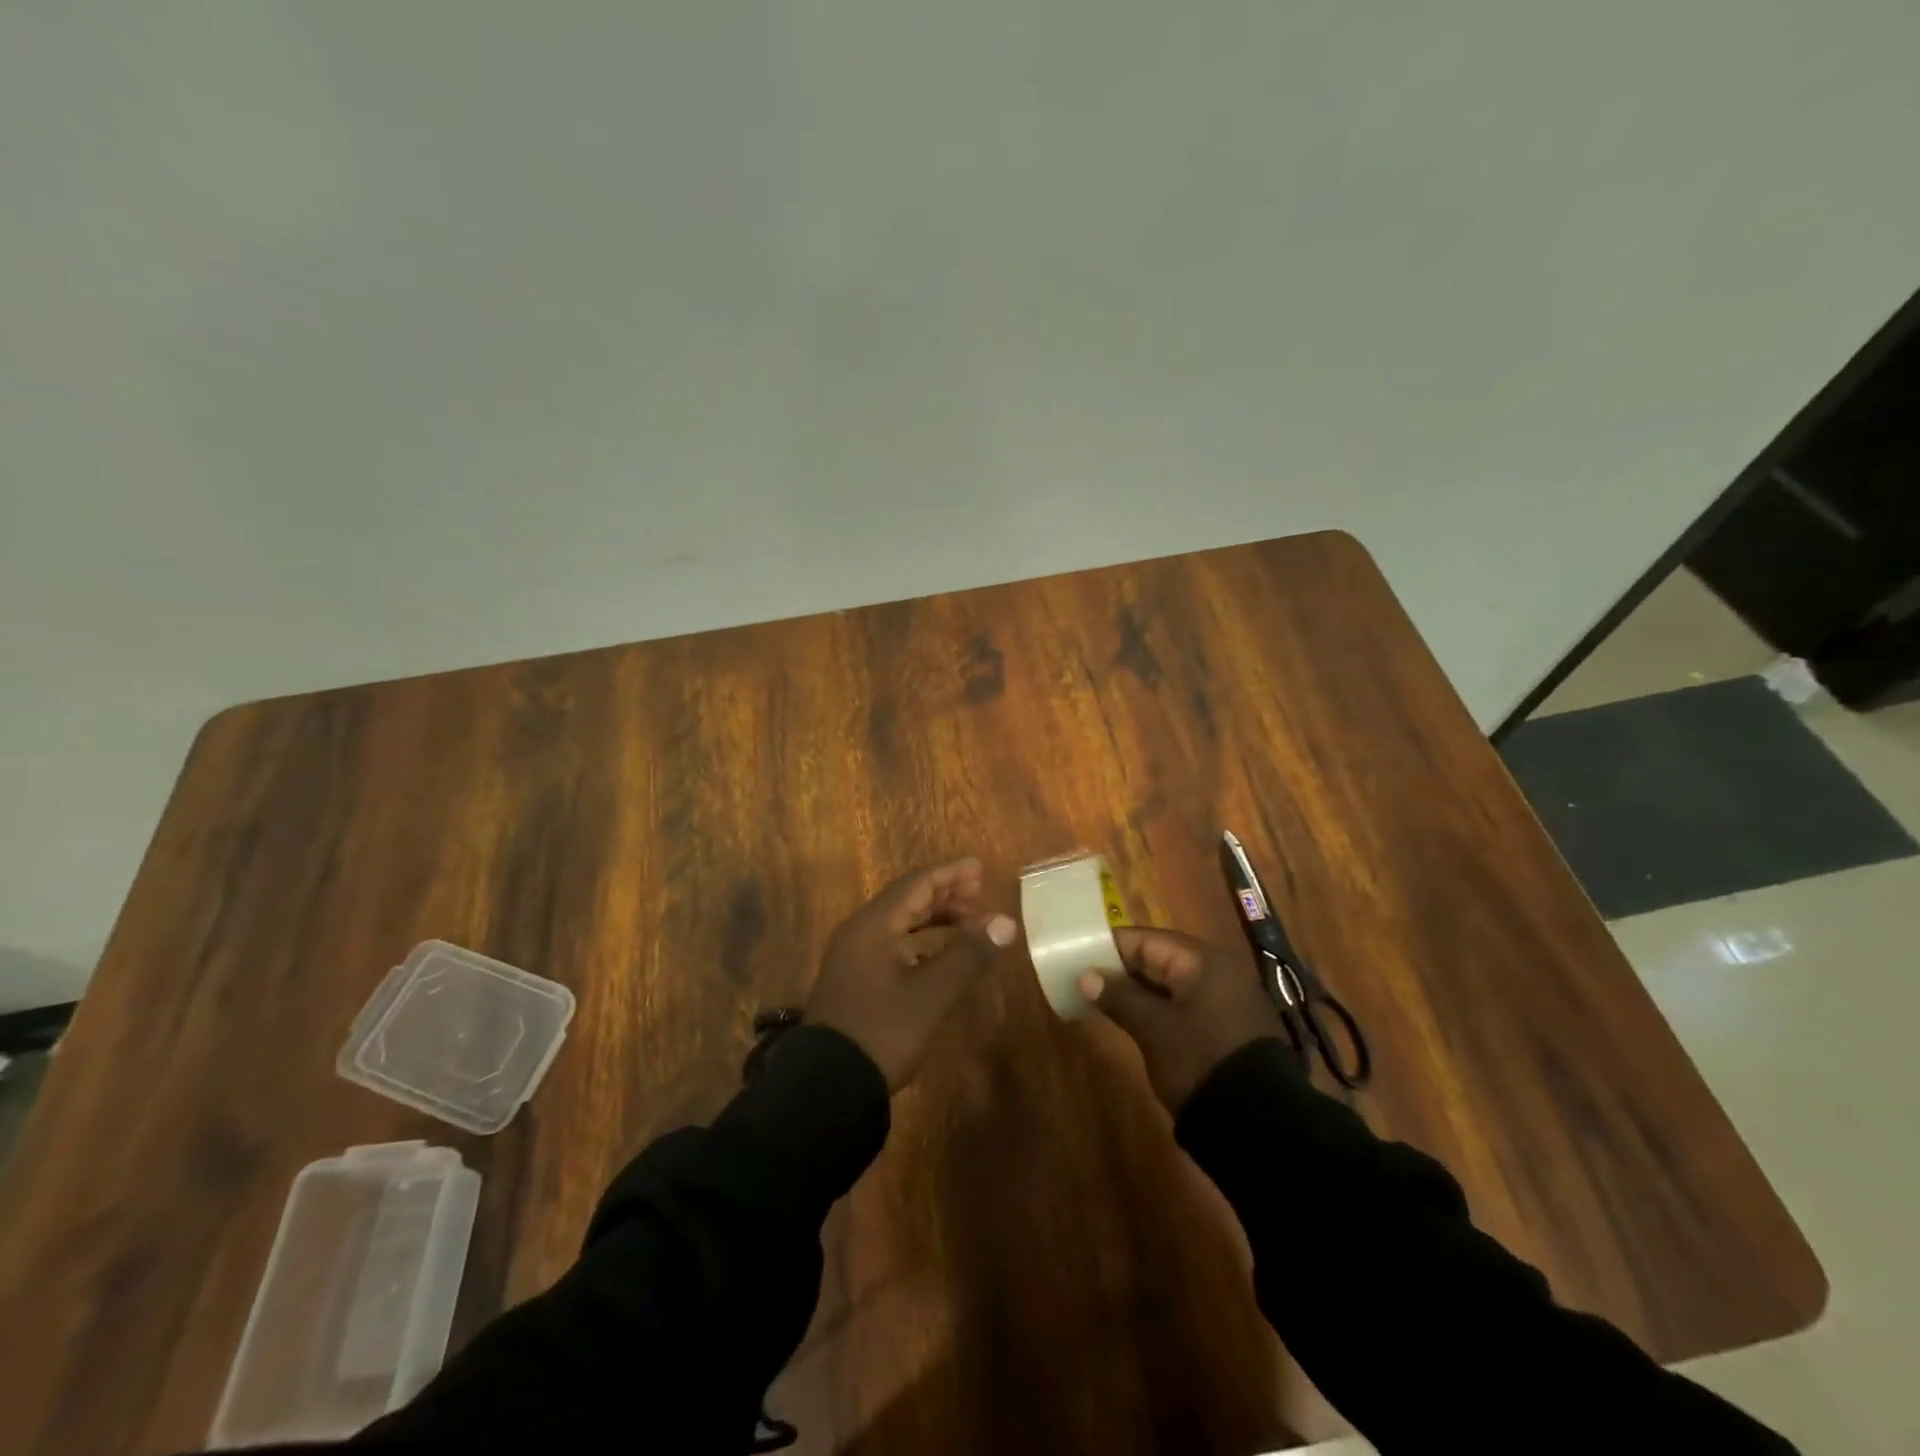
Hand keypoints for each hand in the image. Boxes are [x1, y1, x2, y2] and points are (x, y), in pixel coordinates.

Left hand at [808, 858, 1017, 1090]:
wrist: (828, 1086)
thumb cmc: (883, 1031)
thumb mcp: (932, 994)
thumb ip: (969, 954)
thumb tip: (1006, 922)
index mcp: (873, 926)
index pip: (916, 884)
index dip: (950, 874)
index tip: (980, 868)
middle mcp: (860, 933)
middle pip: (907, 901)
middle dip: (945, 895)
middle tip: (981, 894)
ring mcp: (855, 958)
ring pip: (901, 925)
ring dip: (936, 921)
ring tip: (971, 923)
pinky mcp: (857, 981)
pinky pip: (894, 946)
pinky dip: (923, 944)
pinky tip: (945, 955)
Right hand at [1077, 927, 1284, 1112]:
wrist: (1259, 1124)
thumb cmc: (1200, 1060)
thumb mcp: (1153, 1028)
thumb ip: (1118, 996)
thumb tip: (1086, 976)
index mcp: (1204, 961)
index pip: (1147, 940)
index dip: (1111, 947)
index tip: (1079, 956)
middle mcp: (1219, 972)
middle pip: (1161, 959)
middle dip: (1123, 970)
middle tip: (1086, 980)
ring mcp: (1227, 1002)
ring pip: (1172, 985)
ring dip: (1139, 992)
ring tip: (1102, 1001)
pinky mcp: (1229, 1029)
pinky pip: (1185, 1006)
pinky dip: (1159, 1009)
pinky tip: (1135, 1022)